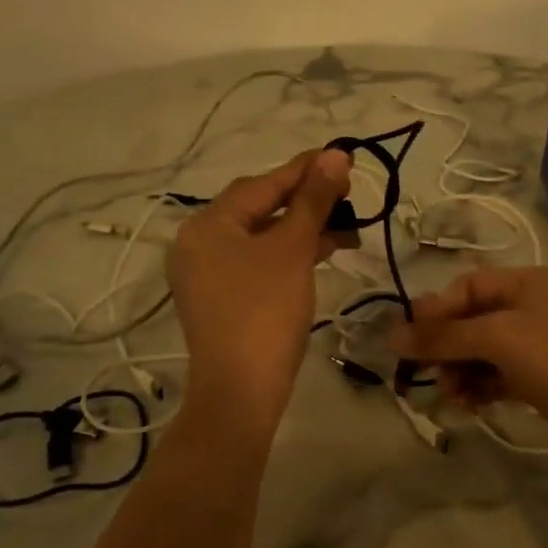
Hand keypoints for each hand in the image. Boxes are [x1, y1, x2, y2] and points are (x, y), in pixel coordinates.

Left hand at [167, 148, 354, 437]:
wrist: (241, 393)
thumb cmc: (265, 312)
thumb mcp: (292, 250)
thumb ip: (313, 200)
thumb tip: (335, 155)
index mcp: (207, 224)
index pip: (262, 184)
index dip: (305, 169)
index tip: (343, 156)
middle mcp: (199, 243)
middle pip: (260, 208)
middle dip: (306, 200)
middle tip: (347, 193)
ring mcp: (208, 273)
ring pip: (262, 237)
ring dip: (303, 229)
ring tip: (346, 226)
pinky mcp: (222, 298)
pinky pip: (258, 262)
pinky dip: (289, 254)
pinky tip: (324, 251)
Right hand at [389, 266, 547, 473]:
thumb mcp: (499, 338)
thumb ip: (443, 336)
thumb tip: (391, 335)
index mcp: (528, 283)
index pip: (468, 287)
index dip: (435, 311)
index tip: (408, 341)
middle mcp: (535, 308)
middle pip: (475, 320)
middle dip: (447, 346)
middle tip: (428, 376)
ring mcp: (545, 345)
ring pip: (487, 352)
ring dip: (462, 370)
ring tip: (452, 396)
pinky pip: (503, 377)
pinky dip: (483, 387)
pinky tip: (471, 406)